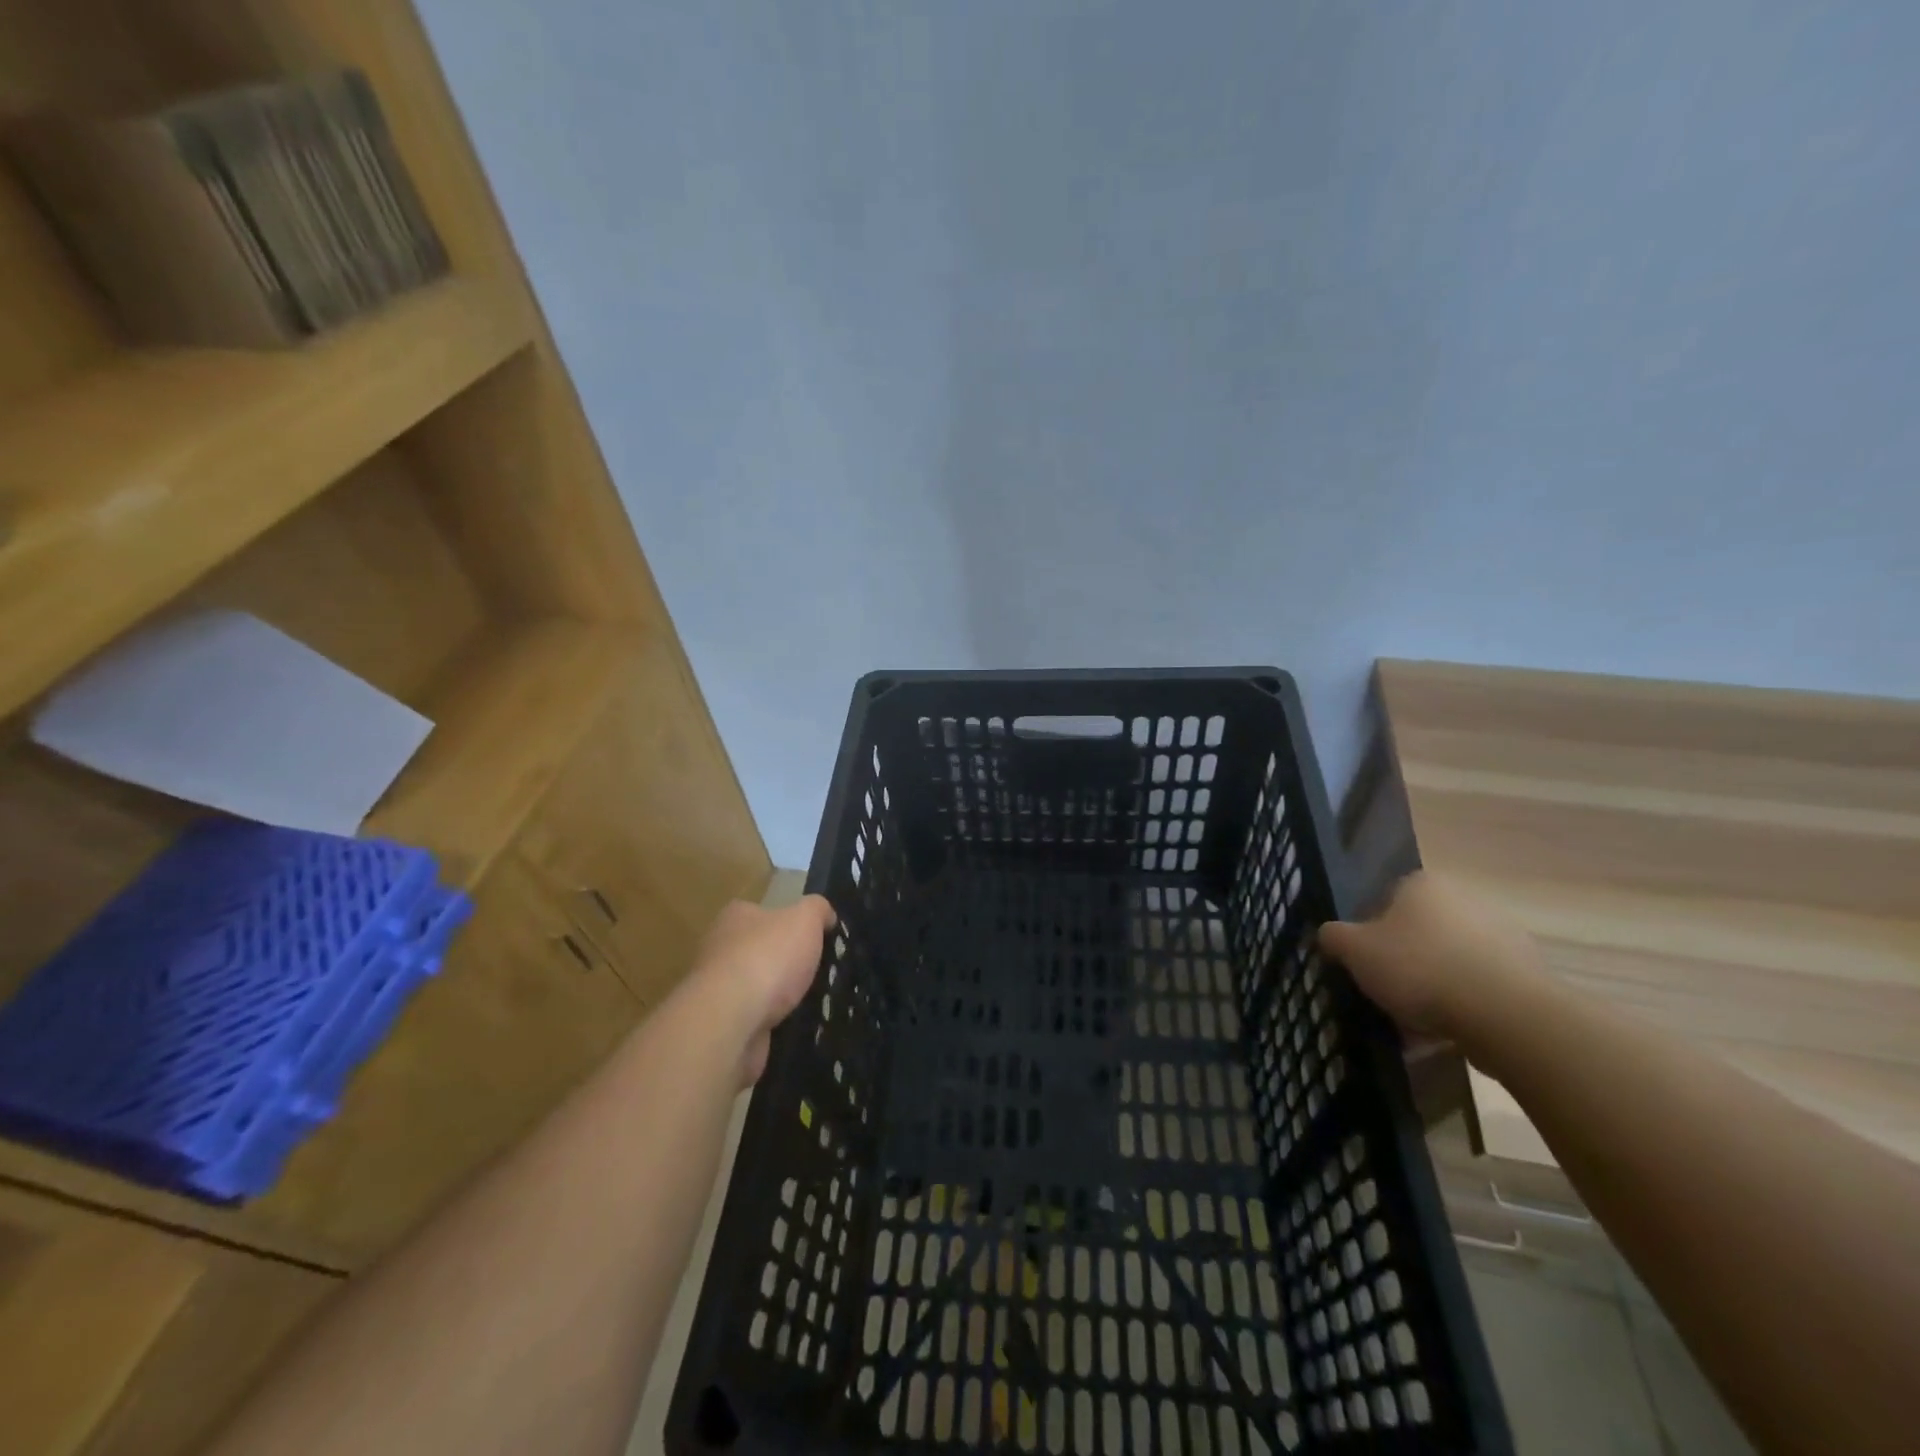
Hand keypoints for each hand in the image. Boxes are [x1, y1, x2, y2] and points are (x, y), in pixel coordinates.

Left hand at [688, 895, 835, 1085]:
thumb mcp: (805, 919)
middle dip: (784, 962)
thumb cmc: (768, 958)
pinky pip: (754, 1019)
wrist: (731, 1021)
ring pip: (757, 987)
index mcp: (735, 916)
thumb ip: (818, 910)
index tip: (812, 939)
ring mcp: (718, 990)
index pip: (762, 913)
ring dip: (778, 996)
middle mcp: (719, 949)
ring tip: (810, 1002)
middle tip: (815, 972)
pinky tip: (793, 1025)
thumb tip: (826, 915)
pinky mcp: (722, 1025)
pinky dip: (772, 1022)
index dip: (788, 924)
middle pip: (759, 950)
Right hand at [1318, 872, 1542, 1042]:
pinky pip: (1479, 988)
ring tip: (1413, 1024)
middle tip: (1385, 992)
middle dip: (1402, 960)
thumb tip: (1329, 934)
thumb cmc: (1420, 968)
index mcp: (1423, 884)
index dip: (1369, 931)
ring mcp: (1503, 936)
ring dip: (1432, 986)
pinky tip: (1445, 1034)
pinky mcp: (1527, 974)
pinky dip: (1462, 1006)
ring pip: (1449, 961)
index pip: (1385, 899)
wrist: (1506, 1016)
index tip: (1363, 962)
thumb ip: (1333, 936)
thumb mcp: (1355, 950)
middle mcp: (1465, 899)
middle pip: (1419, 931)